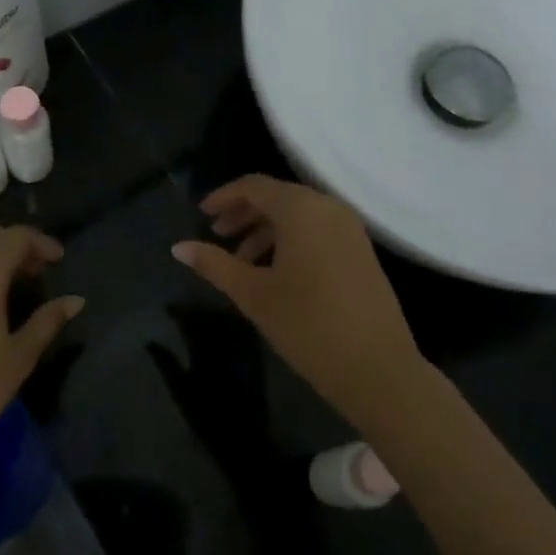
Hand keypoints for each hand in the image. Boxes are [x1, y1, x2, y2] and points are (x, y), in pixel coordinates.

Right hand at [171, 175, 426, 428]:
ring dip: (266, 229)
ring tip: (241, 260)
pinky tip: (275, 271)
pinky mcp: (361, 251)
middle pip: (278, 197)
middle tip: (217, 234)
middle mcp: (328, 208)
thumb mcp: (253, 294)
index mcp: (301, 209)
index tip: (201, 215)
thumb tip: (178, 248)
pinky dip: (291, 240)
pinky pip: (318, 230)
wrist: (377, 368)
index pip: (254, 186)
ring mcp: (350, 229)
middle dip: (244, 213)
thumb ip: (214, 264)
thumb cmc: (307, 325)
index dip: (224, 196)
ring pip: (299, 215)